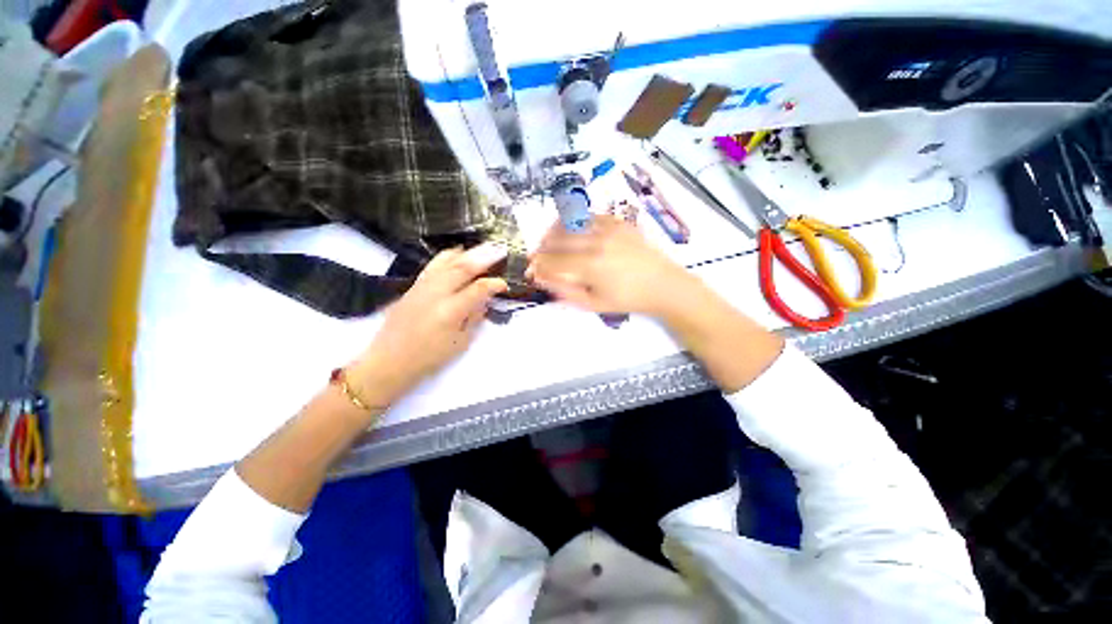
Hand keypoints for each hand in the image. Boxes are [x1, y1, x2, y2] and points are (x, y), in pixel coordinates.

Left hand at [348, 244, 508, 404]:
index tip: (503, 284)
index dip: (494, 284)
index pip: (478, 289)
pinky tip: (455, 254)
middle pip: (463, 268)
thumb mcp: (460, 343)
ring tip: (480, 247)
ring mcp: (422, 287)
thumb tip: (483, 302)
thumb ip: (474, 319)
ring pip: (446, 261)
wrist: (389, 360)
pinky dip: (447, 257)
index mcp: (451, 311)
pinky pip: (433, 265)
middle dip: (483, 258)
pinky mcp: (413, 286)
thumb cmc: (429, 357)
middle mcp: (436, 293)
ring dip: (466, 253)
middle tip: (498, 250)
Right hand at [527, 215, 693, 315]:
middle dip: (541, 248)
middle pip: (558, 239)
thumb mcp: (594, 304)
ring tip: (548, 241)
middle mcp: (597, 242)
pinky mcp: (618, 221)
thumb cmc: (627, 299)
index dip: (538, 265)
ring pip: (570, 223)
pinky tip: (570, 230)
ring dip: (554, 231)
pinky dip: (574, 221)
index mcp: (591, 266)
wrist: (662, 284)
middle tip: (536, 256)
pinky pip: (589, 216)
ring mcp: (609, 228)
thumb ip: (566, 292)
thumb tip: (542, 279)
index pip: (553, 262)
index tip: (530, 270)